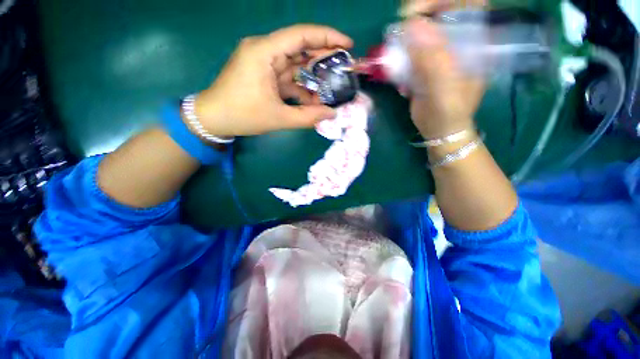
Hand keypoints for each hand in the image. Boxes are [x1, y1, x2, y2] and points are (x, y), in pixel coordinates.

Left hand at [193, 25, 352, 136]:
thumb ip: (307, 117)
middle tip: (343, 66)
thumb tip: (331, 114)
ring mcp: (263, 61)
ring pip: (295, 63)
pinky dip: (301, 86)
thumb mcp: (278, 118)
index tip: (347, 45)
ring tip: (332, 86)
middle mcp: (264, 50)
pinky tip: (313, 99)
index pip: (301, 35)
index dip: (327, 37)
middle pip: (300, 46)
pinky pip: (287, 75)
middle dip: (324, 56)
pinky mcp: (264, 73)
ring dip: (313, 75)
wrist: (214, 118)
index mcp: (264, 52)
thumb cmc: (242, 115)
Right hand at [402, 2, 484, 138]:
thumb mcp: (443, 89)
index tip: (416, 11)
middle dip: (417, 19)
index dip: (442, 1)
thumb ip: (432, 60)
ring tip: (394, 54)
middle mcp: (457, 43)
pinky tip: (397, 73)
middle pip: (440, 15)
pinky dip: (400, 58)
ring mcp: (439, 54)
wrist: (439, 130)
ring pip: (422, 34)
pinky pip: (411, 53)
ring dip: (405, 41)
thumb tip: (412, 26)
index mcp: (473, 43)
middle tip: (399, 29)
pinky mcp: (425, 66)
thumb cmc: (448, 113)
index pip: (467, 4)